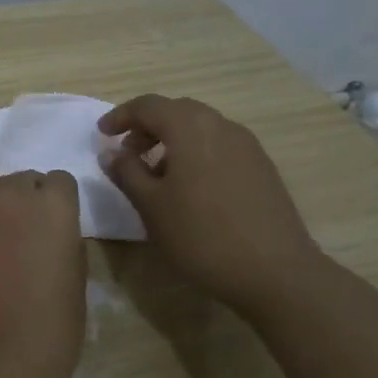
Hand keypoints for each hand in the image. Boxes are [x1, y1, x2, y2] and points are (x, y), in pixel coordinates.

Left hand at [0, 171, 85, 377]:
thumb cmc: (43, 338)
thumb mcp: (75, 291)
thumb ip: (64, 249)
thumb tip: (52, 240)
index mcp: (48, 205)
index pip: (60, 183)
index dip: (61, 208)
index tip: (59, 235)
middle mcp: (3, 197)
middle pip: (20, 184)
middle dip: (27, 206)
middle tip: (29, 246)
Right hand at [99, 95, 325, 311]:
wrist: (275, 271)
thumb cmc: (201, 235)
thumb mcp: (151, 206)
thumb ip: (127, 173)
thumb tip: (112, 153)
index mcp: (189, 127)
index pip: (148, 106)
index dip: (121, 116)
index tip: (102, 135)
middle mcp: (220, 125)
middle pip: (177, 111)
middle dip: (148, 127)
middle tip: (128, 153)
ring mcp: (247, 145)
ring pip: (201, 128)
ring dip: (173, 141)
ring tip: (156, 174)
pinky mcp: (262, 167)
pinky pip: (220, 146)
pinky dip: (196, 154)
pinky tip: (191, 188)